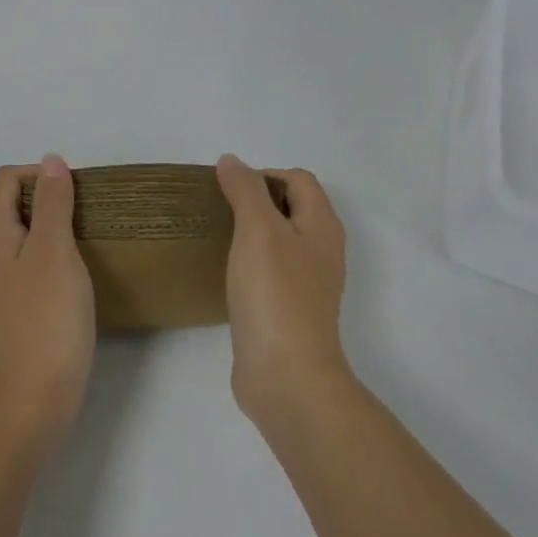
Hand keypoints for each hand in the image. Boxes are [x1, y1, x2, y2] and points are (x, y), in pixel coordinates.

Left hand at [0, 156, 95, 457]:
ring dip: (55, 226)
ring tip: (89, 238)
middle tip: (89, 214)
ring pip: (25, 232)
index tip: (80, 192)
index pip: (8, 178)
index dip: (42, 174)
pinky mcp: (13, 303)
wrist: (32, 398)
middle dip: (51, 198)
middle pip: (13, 202)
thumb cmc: (46, 318)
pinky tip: (78, 270)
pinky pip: (30, 260)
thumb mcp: (54, 250)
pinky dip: (53, 253)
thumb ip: (52, 202)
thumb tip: (50, 160)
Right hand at [216, 154, 350, 426]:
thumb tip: (231, 160)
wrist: (286, 375)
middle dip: (255, 201)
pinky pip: (269, 272)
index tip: (227, 190)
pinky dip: (249, 263)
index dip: (264, 174)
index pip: (298, 179)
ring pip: (279, 241)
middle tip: (217, 209)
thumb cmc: (275, 294)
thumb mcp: (258, 230)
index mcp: (322, 226)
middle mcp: (321, 250)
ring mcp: (307, 283)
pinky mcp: (288, 310)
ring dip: (250, 232)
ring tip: (216, 237)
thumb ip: (245, 190)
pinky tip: (225, 274)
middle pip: (291, 208)